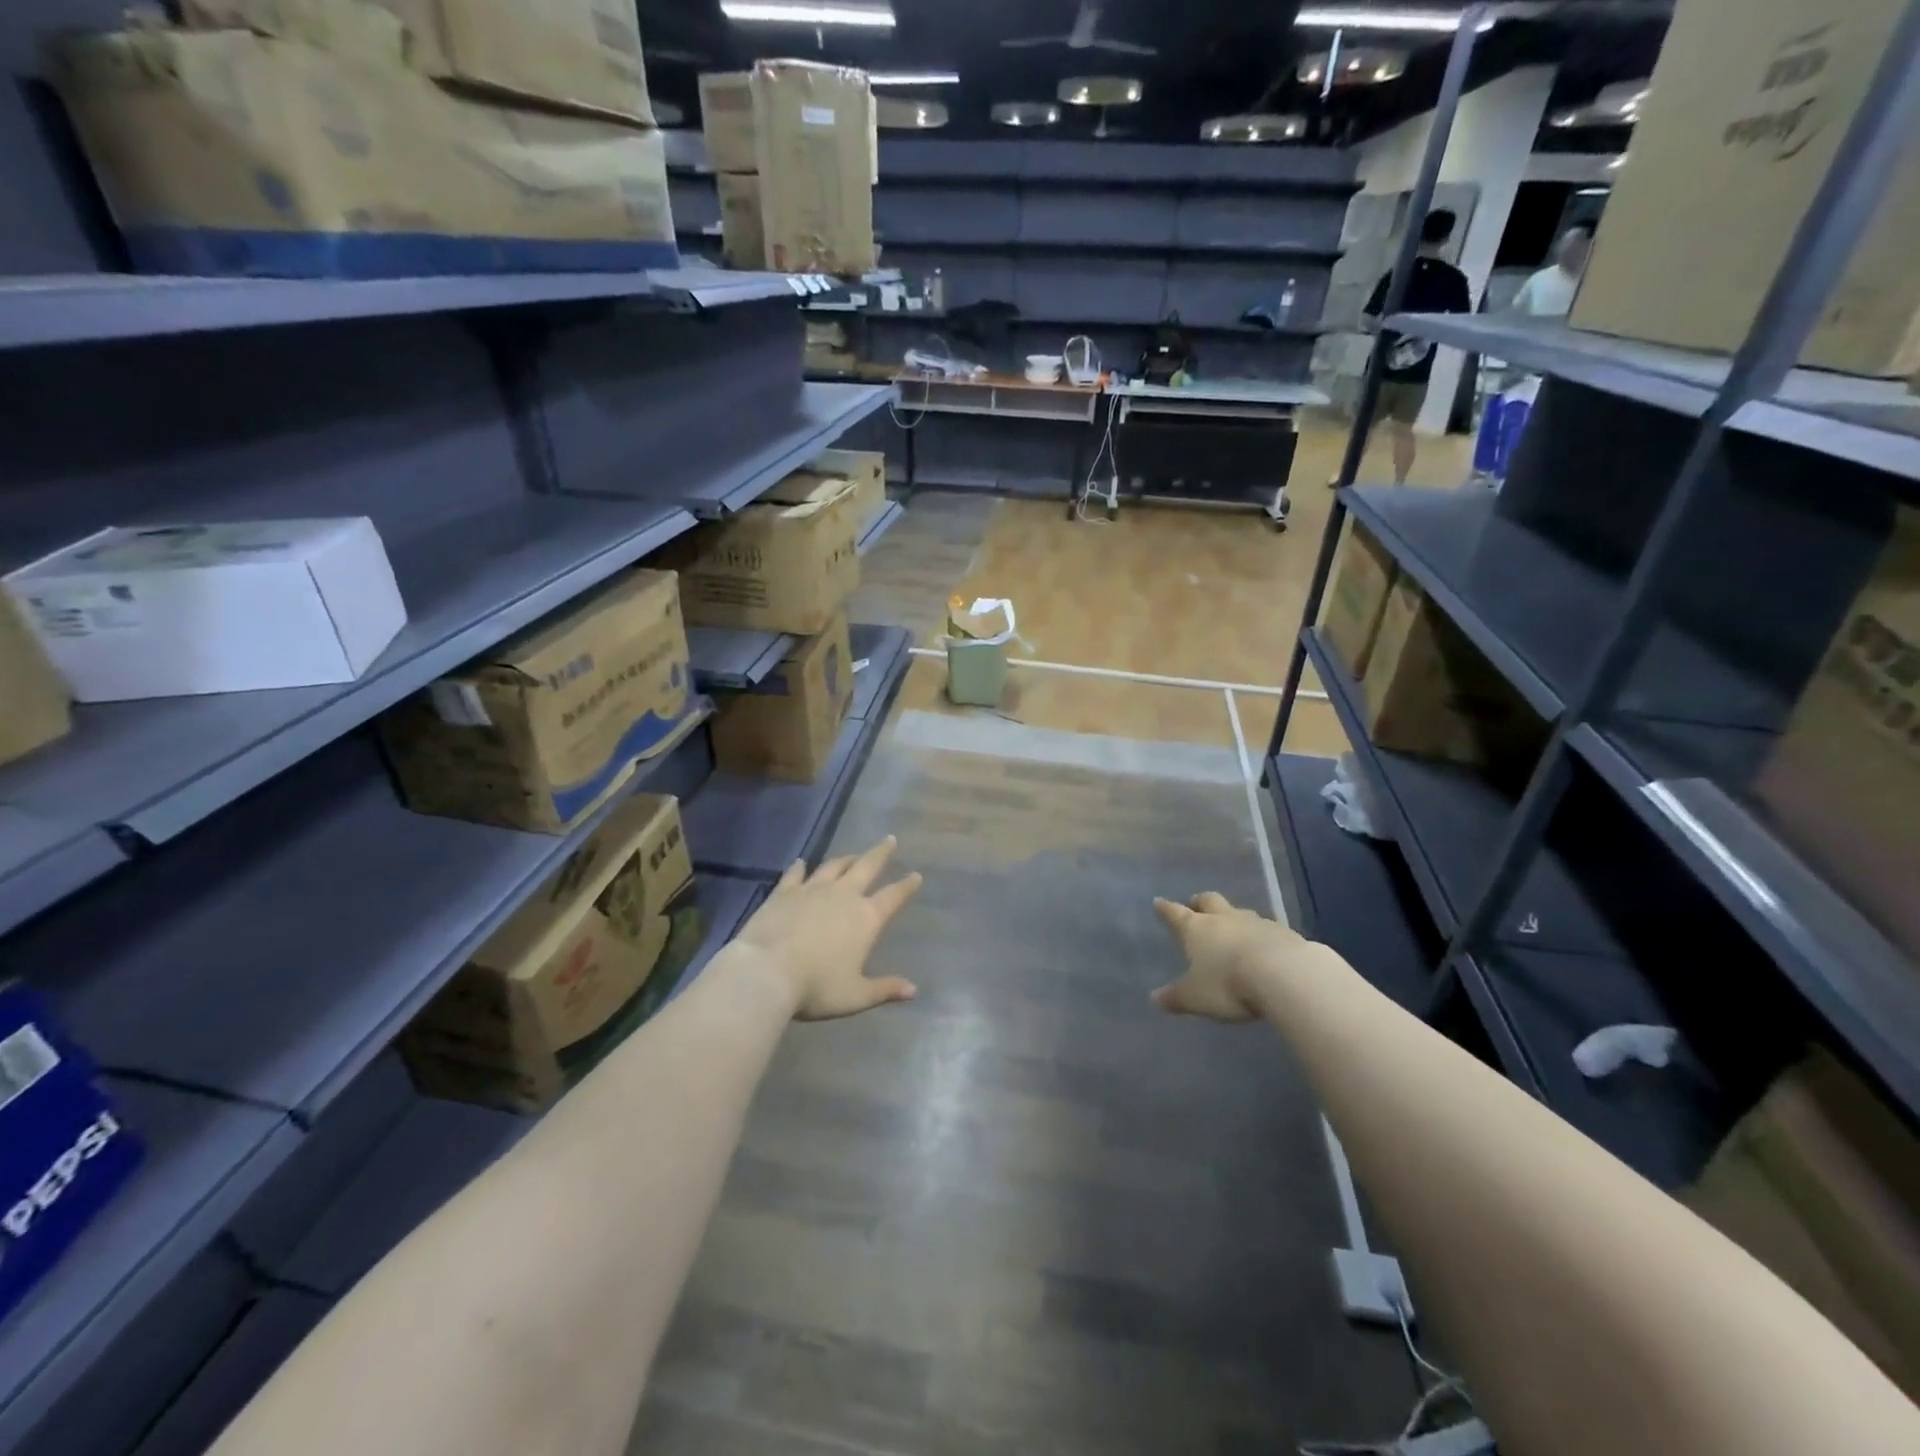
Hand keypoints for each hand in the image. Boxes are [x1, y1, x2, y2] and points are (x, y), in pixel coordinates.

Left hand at [736, 837, 922, 1021]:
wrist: (765, 972)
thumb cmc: (816, 987)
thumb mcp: (855, 995)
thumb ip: (885, 989)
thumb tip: (914, 990)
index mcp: (866, 918)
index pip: (893, 896)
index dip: (906, 886)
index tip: (916, 875)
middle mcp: (843, 896)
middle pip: (867, 867)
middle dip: (881, 853)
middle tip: (889, 840)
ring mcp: (812, 890)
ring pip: (834, 866)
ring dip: (846, 859)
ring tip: (853, 855)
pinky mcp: (784, 892)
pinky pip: (796, 874)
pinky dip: (800, 867)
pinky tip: (802, 862)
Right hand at [1150, 891, 1301, 1023]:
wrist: (1285, 975)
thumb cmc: (1228, 983)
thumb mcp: (1195, 997)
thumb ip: (1176, 997)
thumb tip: (1155, 998)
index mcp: (1197, 929)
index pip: (1175, 914)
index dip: (1166, 909)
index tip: (1159, 902)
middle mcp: (1224, 919)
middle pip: (1209, 901)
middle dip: (1199, 902)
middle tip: (1195, 904)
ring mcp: (1256, 923)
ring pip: (1240, 912)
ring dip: (1233, 917)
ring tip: (1232, 927)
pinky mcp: (1284, 933)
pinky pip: (1267, 929)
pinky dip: (1261, 935)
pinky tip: (1265, 947)